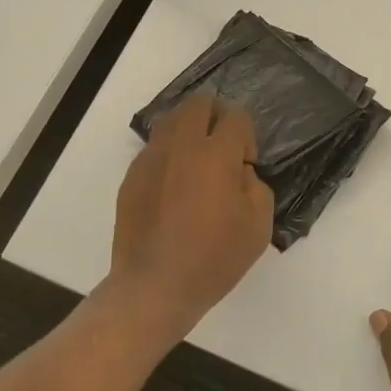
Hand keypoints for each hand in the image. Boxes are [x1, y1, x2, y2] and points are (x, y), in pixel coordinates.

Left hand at [106, 96, 274, 341]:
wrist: (154, 287)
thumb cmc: (213, 259)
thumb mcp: (258, 227)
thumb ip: (256, 186)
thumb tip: (239, 172)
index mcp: (215, 155)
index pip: (236, 117)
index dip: (247, 137)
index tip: (245, 166)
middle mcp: (180, 147)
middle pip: (199, 104)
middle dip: (217, 117)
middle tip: (223, 149)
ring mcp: (151, 159)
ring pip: (172, 120)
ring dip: (190, 131)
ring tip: (197, 164)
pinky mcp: (131, 176)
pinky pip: (154, 148)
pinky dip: (169, 155)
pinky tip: (174, 188)